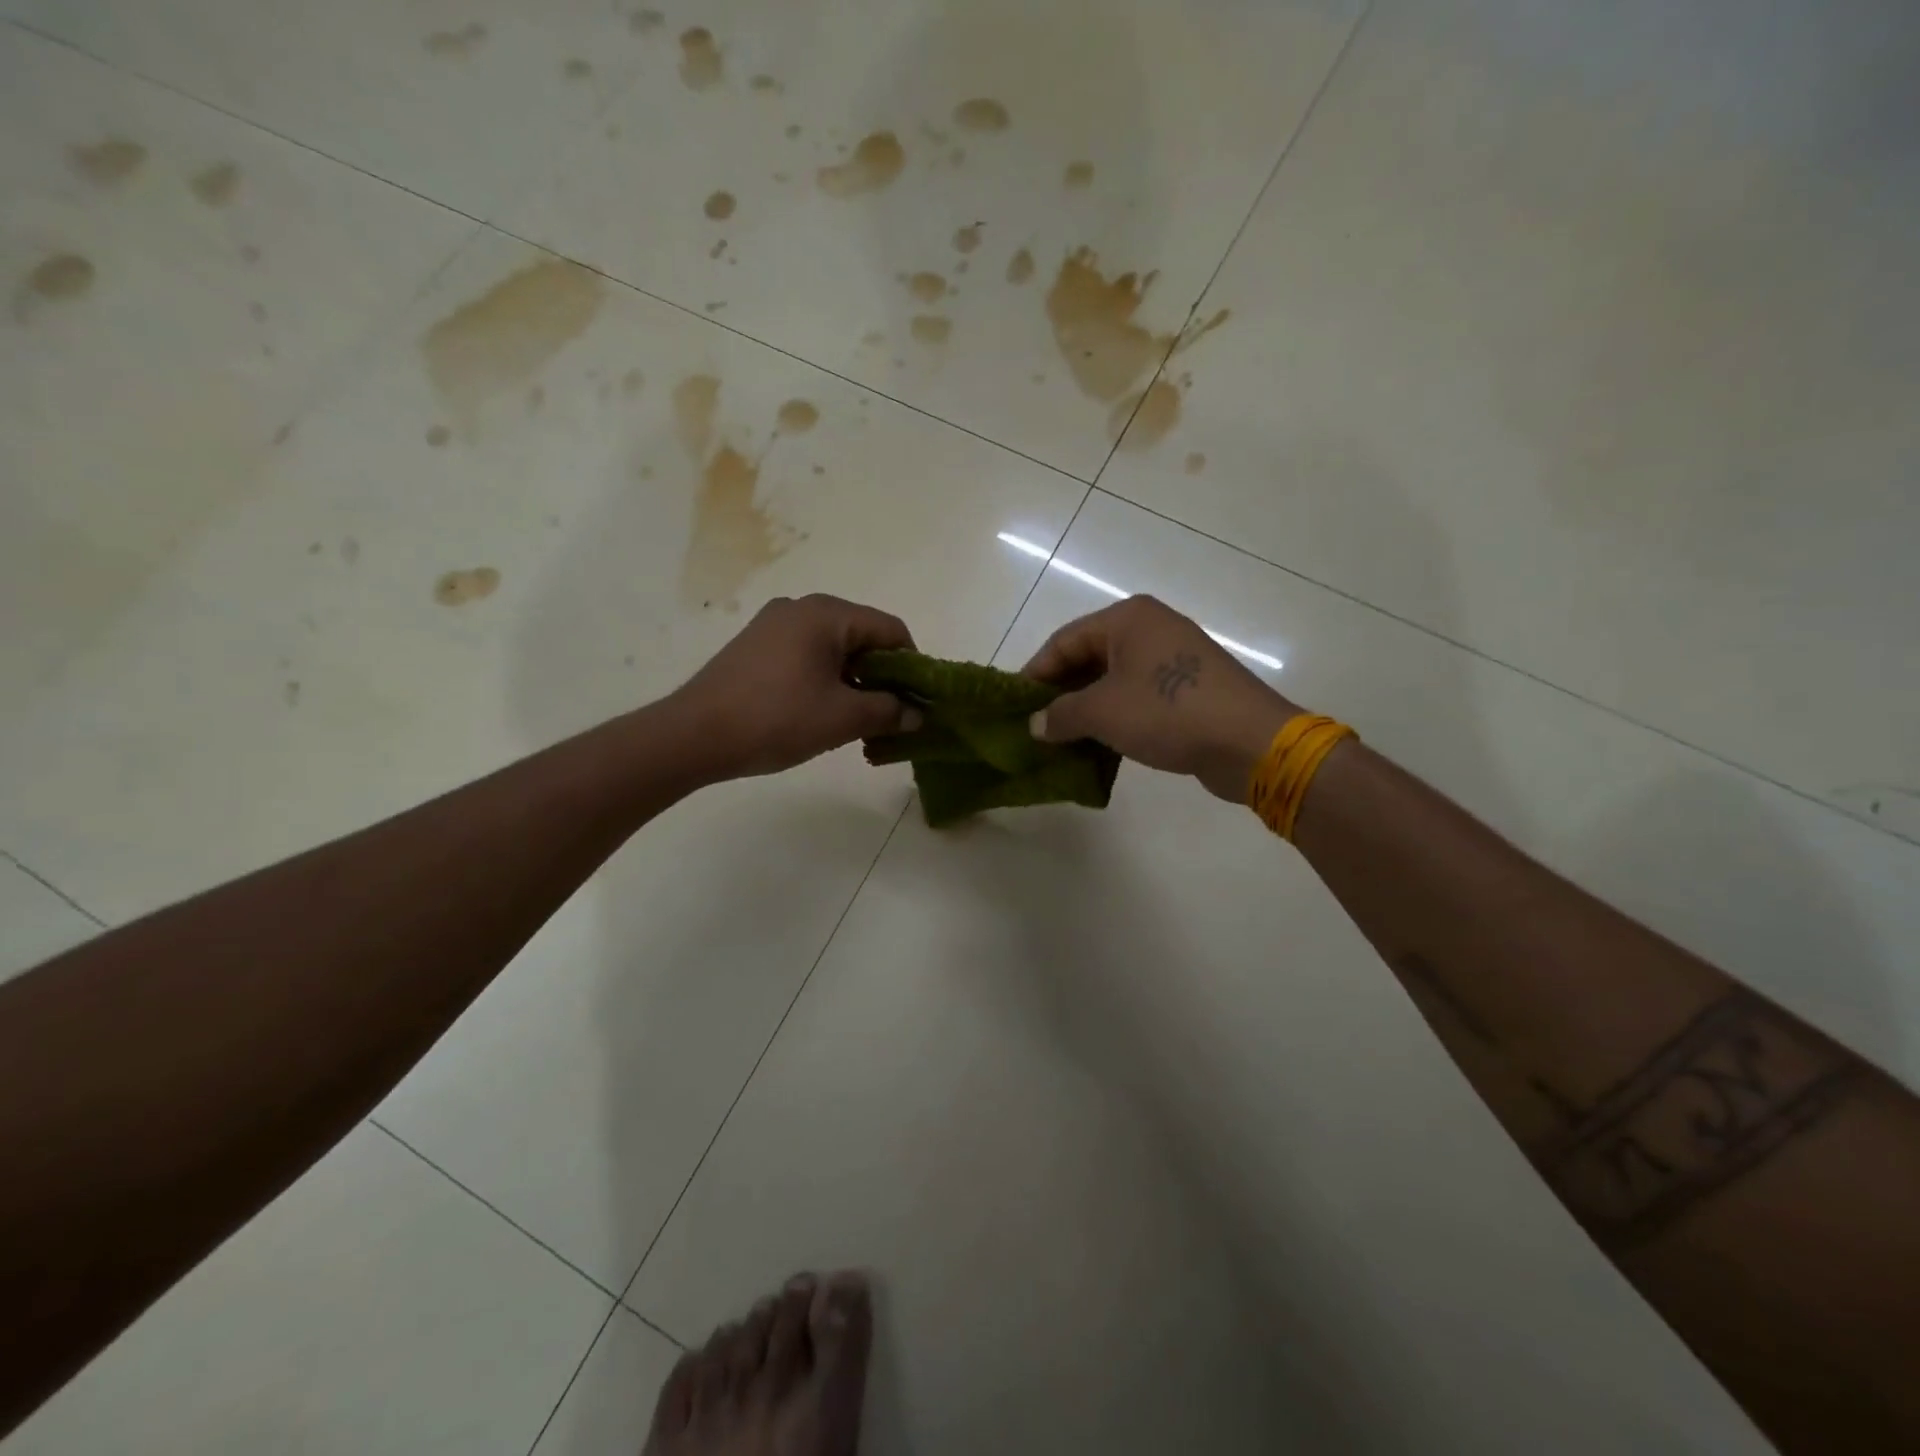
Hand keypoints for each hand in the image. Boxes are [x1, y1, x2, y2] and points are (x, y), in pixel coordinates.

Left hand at [671, 594, 922, 778]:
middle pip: (862, 636)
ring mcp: (774, 625)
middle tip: (890, 716)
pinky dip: (826, 679)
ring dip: (855, 681)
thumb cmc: (776, 718)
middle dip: (883, 676)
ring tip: (857, 720)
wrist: (694, 735)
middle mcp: (801, 607)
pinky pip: (807, 655)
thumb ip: (888, 711)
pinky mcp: (756, 645)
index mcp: (827, 614)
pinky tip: (821, 711)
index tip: (917, 702)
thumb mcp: (842, 718)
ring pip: (834, 648)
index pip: (891, 630)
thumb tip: (916, 715)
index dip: (912, 666)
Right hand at [1023, 596, 1298, 801]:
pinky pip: (1138, 697)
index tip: (1014, 706)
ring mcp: (1174, 658)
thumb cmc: (1167, 712)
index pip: (1063, 641)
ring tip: (1062, 740)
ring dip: (1086, 709)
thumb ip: (1060, 715)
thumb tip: (1036, 725)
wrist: (1249, 741)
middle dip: (1060, 693)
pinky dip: (1115, 717)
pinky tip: (1099, 745)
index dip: (1035, 674)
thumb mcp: (1102, 712)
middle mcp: (1150, 629)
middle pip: (1089, 658)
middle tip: (1036, 725)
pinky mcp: (1190, 688)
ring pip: (1113, 680)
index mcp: (1127, 619)